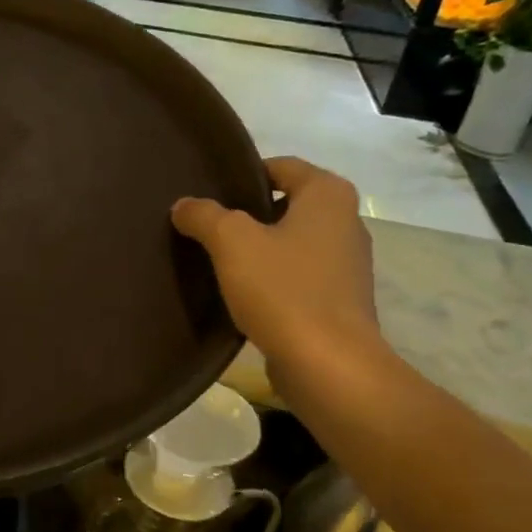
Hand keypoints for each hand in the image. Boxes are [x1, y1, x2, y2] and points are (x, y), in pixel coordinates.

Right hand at [172, 156, 380, 361]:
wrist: (328, 365)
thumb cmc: (284, 290)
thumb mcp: (231, 242)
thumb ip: (204, 216)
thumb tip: (184, 205)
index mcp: (329, 196)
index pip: (281, 166)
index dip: (243, 175)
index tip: (209, 193)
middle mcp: (346, 222)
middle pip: (286, 205)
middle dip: (248, 214)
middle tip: (207, 226)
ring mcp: (346, 265)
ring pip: (291, 243)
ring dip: (259, 250)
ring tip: (218, 261)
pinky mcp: (339, 302)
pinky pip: (298, 277)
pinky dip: (272, 280)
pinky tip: (242, 295)